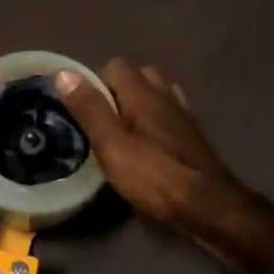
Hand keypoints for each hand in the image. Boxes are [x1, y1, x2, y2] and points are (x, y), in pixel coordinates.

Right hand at [55, 59, 255, 238]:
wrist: (209, 207)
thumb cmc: (155, 176)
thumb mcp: (111, 145)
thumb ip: (89, 109)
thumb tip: (64, 72)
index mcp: (143, 93)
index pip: (115, 66)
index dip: (95, 81)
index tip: (82, 108)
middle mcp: (165, 96)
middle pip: (139, 76)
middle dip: (117, 91)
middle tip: (102, 121)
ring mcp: (183, 115)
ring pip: (156, 95)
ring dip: (138, 104)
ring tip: (122, 131)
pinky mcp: (192, 136)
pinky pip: (169, 114)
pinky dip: (156, 120)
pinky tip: (148, 142)